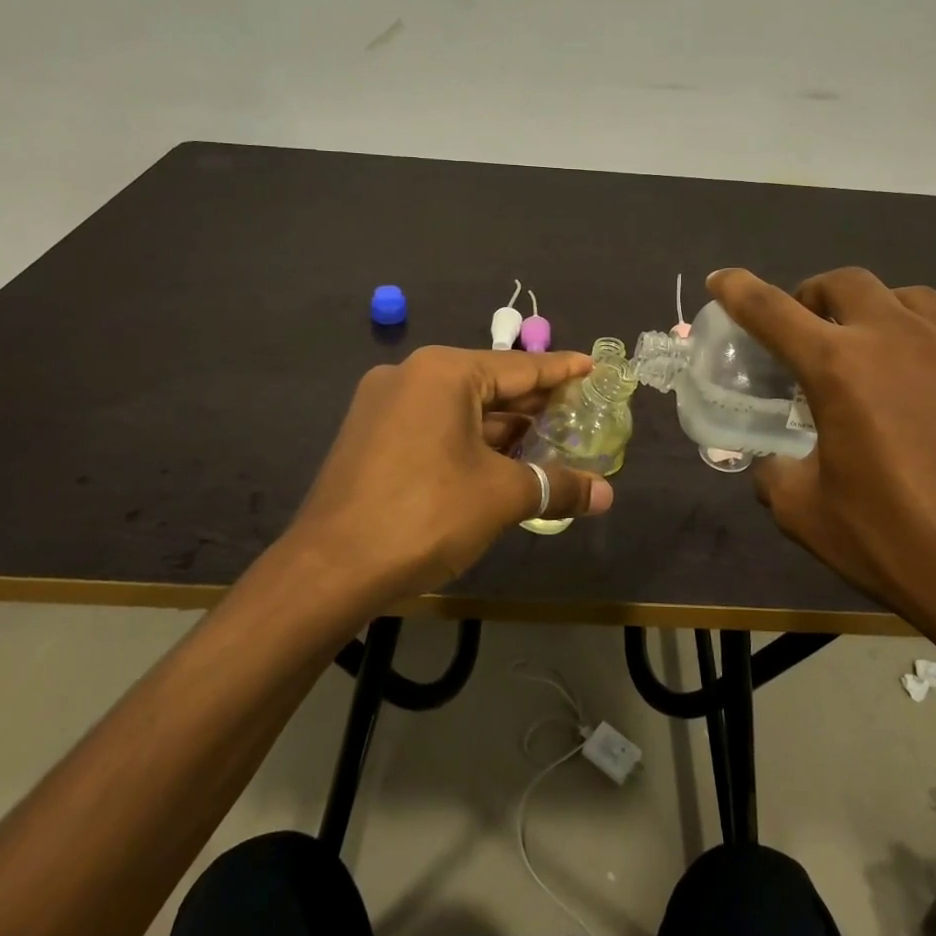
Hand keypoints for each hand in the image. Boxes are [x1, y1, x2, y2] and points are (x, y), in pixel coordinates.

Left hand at [282, 347, 615, 600]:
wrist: (329, 570)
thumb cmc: (425, 515)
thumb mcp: (501, 497)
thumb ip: (556, 486)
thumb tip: (607, 495)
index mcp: (444, 372)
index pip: (519, 366)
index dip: (560, 371)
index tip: (590, 366)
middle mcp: (411, 375)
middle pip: (488, 384)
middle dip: (532, 402)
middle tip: (576, 409)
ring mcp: (384, 405)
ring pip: (459, 407)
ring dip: (501, 426)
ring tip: (545, 438)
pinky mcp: (370, 436)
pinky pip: (433, 425)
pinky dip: (468, 439)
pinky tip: (497, 459)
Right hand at [707, 267, 935, 643]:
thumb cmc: (898, 543)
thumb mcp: (806, 514)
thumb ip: (775, 472)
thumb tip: (776, 461)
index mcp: (840, 366)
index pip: (772, 310)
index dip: (738, 290)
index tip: (721, 279)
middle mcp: (896, 337)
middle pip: (843, 283)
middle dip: (812, 296)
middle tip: (805, 332)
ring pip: (902, 295)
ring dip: (870, 309)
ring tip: (867, 349)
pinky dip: (917, 334)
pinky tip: (921, 379)